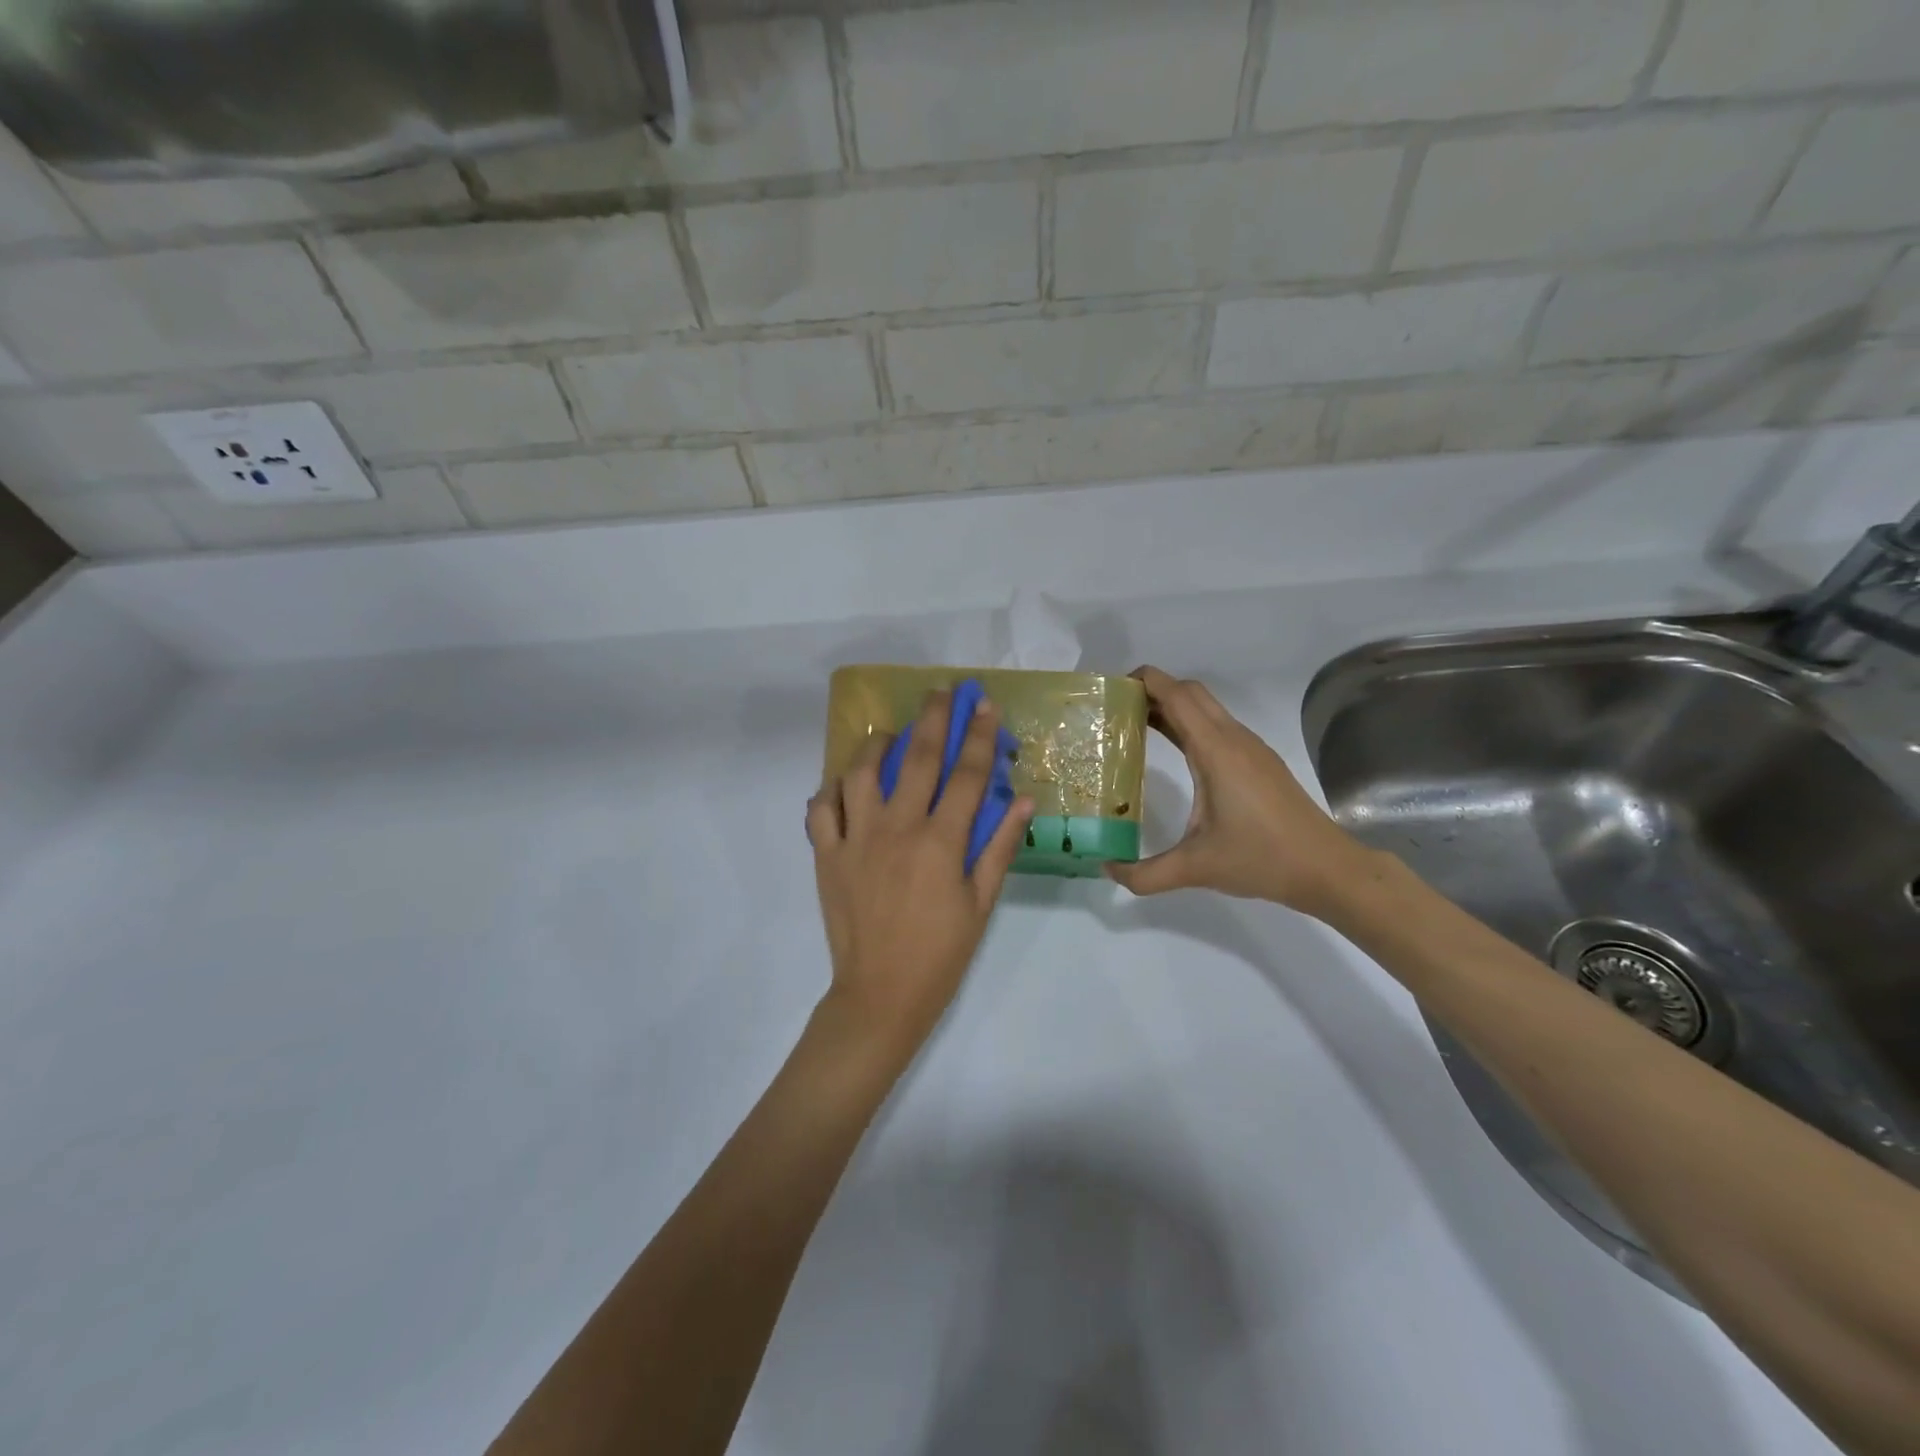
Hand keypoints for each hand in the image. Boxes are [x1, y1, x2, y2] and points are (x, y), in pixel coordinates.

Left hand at [807, 689, 1033, 1058]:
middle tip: (939, 692)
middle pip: (915, 758)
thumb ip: (1000, 847)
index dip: (978, 736)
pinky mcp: (826, 855)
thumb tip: (1022, 799)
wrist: (881, 995)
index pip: (966, 775)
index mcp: (940, 841)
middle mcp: (897, 828)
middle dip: (931, 718)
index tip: (983, 705)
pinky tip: (844, 785)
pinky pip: (821, 809)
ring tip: (888, 734)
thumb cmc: (940, 953)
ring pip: (859, 773)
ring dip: (875, 745)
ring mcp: (856, 839)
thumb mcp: (981, 903)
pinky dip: (830, 790)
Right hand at [1107, 666, 1376, 916]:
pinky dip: (1190, 726)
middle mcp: (1233, 739)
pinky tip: (1176, 754)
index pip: (1176, 694)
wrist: (1327, 868)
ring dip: (1172, 707)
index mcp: (1216, 750)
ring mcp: (1251, 748)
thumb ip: (1146, 874)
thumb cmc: (1262, 858)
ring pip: (1206, 708)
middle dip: (1153, 691)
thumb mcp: (1196, 868)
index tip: (1110, 692)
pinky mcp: (1260, 762)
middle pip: (1190, 692)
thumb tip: (1108, 869)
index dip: (1143, 681)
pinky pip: (1218, 727)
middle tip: (1117, 713)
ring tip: (1135, 729)